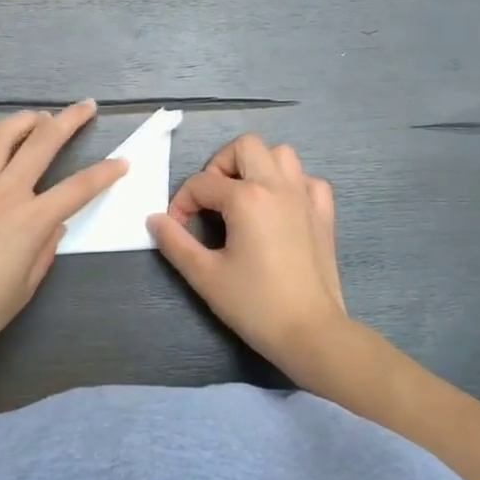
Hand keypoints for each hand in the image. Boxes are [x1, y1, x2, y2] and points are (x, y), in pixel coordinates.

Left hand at [0, 101, 126, 361]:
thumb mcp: (25, 288)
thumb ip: (43, 252)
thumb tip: (53, 227)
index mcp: (31, 221)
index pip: (78, 188)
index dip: (105, 173)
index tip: (122, 162)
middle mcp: (4, 194)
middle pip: (42, 144)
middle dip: (69, 121)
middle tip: (85, 107)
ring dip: (21, 121)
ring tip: (35, 117)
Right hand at [149, 134, 347, 374]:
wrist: (310, 332)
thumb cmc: (254, 304)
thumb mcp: (205, 275)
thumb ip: (175, 242)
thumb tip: (155, 219)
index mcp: (246, 198)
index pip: (202, 183)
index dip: (182, 203)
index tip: (177, 228)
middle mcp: (277, 186)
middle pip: (245, 147)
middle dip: (220, 165)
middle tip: (211, 199)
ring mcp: (305, 197)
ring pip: (281, 154)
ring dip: (257, 166)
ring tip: (243, 196)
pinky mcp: (324, 214)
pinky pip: (308, 180)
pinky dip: (291, 184)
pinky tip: (279, 208)